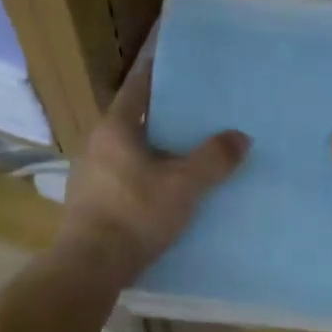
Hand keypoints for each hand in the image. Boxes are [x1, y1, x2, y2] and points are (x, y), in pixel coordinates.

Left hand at [56, 61, 249, 288]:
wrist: (90, 266)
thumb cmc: (135, 214)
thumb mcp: (183, 185)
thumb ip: (214, 159)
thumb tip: (241, 137)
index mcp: (115, 128)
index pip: (138, 88)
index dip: (159, 74)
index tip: (180, 66)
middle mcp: (97, 144)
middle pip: (135, 120)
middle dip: (164, 115)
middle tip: (197, 111)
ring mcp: (90, 174)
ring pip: (130, 150)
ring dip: (155, 148)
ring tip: (188, 150)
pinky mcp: (92, 202)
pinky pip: (125, 176)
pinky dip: (146, 173)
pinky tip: (167, 187)